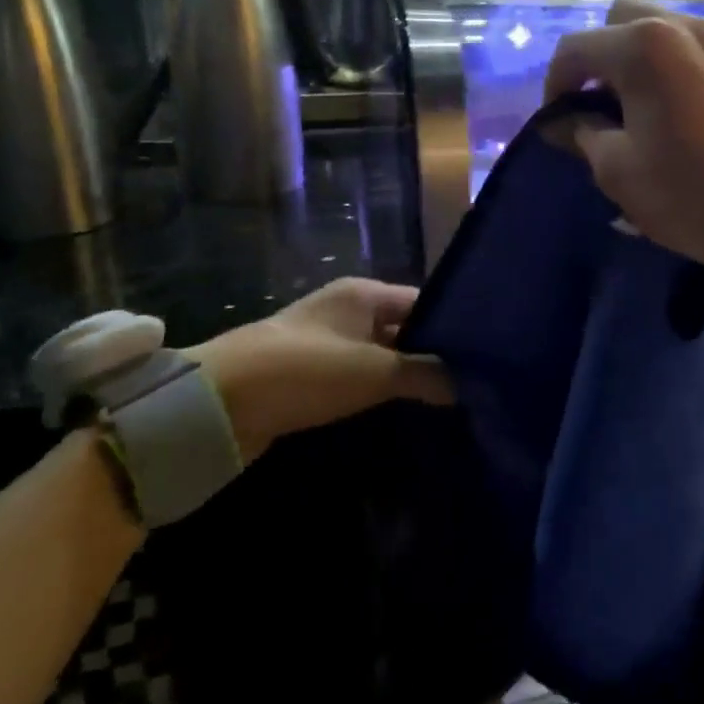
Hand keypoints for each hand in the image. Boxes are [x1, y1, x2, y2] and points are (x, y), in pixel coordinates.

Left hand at [183, 278, 452, 462]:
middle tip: (474, 381)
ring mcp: (327, 343)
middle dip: (433, 353)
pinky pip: (359, 377)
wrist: (217, 405)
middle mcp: (347, 310)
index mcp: (363, 294)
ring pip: (382, 355)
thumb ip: (424, 374)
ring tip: (449, 399)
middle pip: (404, 328)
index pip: (424, 301)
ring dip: (407, 375)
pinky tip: (404, 410)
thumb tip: (468, 385)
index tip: (486, 353)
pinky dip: (380, 390)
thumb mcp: (373, 370)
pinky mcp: (311, 375)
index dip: (455, 325)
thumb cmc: (305, 371)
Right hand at [544, 0, 703, 308]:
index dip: (555, 84)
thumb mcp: (616, 169)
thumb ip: (581, 133)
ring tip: (637, 107)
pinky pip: (697, 52)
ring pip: (663, 29)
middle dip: (599, 57)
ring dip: (638, 59)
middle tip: (597, 104)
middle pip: (621, 20)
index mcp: (644, 47)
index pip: (576, 48)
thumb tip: (562, 122)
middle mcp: (684, 28)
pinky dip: (675, 69)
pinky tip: (679, 114)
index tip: (557, 121)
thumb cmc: (687, 194)